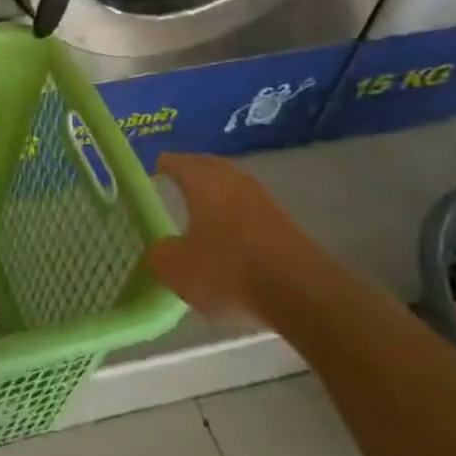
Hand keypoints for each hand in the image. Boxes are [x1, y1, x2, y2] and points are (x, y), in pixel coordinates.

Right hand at [145, 153, 313, 320]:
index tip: (152, 171)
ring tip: (202, 209)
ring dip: (217, 193)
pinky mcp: (285, 224)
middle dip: (192, 171)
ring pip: (232, 186)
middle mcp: (232, 180)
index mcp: (201, 181)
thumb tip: (158, 249)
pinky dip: (236, 216)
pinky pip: (250, 209)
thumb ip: (160, 254)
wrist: (302, 292)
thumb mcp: (177, 269)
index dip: (162, 165)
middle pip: (207, 166)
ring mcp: (263, 200)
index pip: (176, 162)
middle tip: (176, 181)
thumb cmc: (228, 270)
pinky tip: (230, 234)